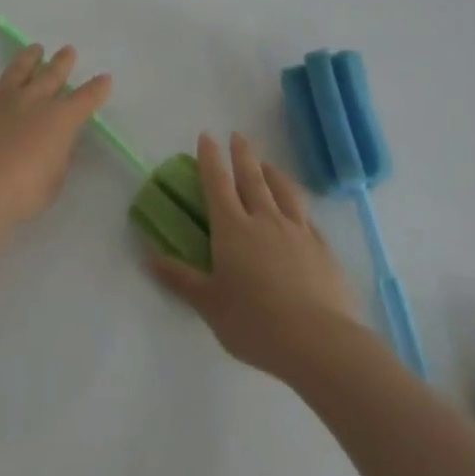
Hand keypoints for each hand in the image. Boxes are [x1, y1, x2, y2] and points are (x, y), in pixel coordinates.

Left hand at [0, 43, 112, 228]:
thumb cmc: (21, 194)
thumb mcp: (54, 182)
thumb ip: (59, 159)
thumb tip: (59, 143)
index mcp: (60, 119)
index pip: (86, 98)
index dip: (97, 88)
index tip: (104, 79)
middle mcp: (33, 100)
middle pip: (52, 74)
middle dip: (63, 62)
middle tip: (68, 50)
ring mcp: (0, 97)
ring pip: (18, 69)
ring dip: (28, 58)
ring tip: (35, 49)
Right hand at [150, 131, 367, 381]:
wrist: (318, 340)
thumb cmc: (254, 323)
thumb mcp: (210, 305)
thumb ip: (182, 279)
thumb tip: (151, 258)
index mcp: (233, 229)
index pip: (218, 183)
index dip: (210, 158)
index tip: (207, 136)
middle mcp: (265, 220)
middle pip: (252, 178)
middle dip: (243, 155)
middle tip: (238, 135)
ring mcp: (298, 231)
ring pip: (283, 191)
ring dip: (273, 172)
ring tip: (267, 164)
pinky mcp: (323, 248)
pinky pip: (307, 216)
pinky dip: (297, 205)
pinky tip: (299, 210)